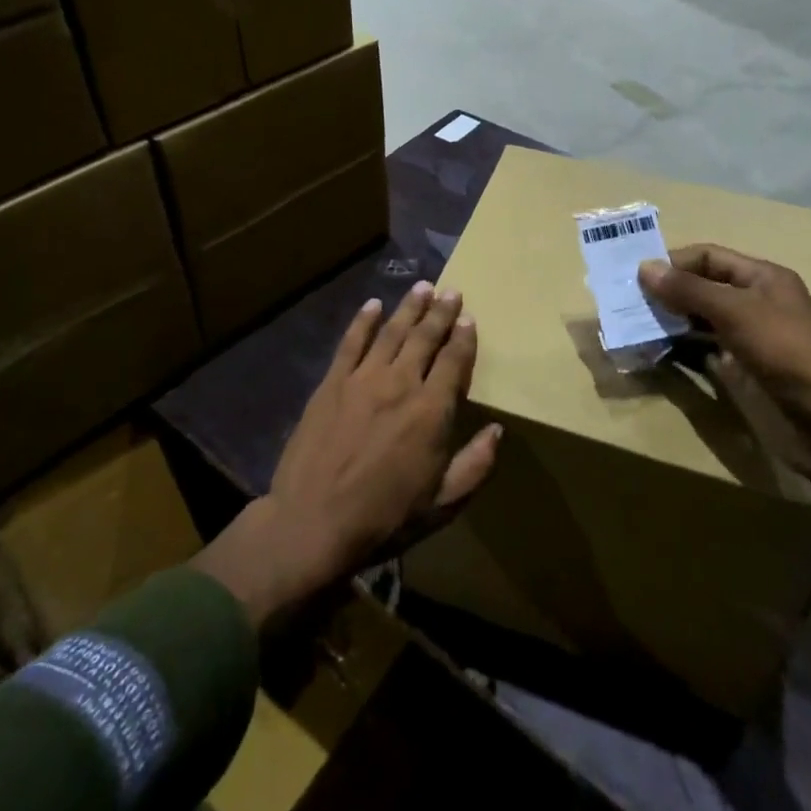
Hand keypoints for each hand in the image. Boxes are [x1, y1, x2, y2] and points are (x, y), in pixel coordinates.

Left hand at [196, 281, 501, 627]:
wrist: (312, 523)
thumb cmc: (383, 519)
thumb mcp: (442, 505)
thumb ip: (475, 466)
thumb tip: (497, 431)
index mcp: (431, 411)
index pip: (454, 361)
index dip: (464, 337)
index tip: (469, 318)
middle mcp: (401, 383)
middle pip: (425, 337)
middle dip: (441, 312)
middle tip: (451, 290)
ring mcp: (363, 378)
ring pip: (392, 332)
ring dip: (409, 307)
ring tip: (423, 287)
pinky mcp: (332, 382)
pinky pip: (351, 342)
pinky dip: (363, 320)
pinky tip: (373, 304)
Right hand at [638, 244, 810, 477]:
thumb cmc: (785, 350)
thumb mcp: (735, 311)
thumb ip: (689, 289)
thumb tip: (644, 267)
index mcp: (762, 278)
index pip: (709, 257)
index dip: (675, 262)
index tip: (638, 275)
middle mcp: (755, 302)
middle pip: (703, 287)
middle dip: (668, 291)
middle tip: (628, 300)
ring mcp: (749, 338)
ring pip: (701, 320)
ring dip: (671, 320)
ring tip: (635, 323)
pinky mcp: (744, 370)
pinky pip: (704, 350)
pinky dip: (681, 347)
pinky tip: (657, 349)